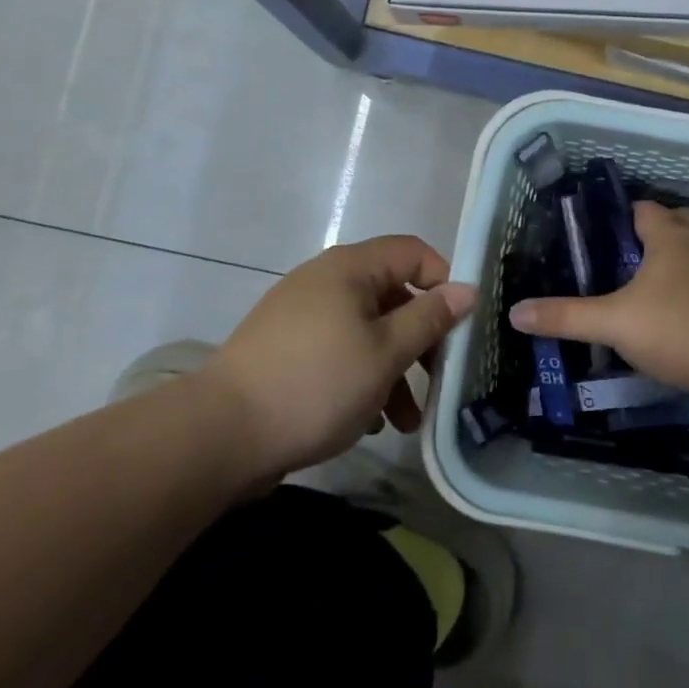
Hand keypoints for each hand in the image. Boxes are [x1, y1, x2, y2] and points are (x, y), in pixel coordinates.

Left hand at [202, 235, 474, 476]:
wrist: (221, 435)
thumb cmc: (316, 384)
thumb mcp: (385, 353)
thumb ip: (429, 319)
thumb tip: (467, 289)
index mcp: (350, 269)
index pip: (413, 252)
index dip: (444, 281)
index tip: (462, 325)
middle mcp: (326, 282)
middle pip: (393, 296)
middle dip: (422, 339)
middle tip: (440, 379)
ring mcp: (302, 316)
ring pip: (368, 331)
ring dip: (395, 370)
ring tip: (408, 421)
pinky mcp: (287, 350)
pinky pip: (340, 352)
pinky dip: (363, 379)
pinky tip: (372, 422)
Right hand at [508, 202, 688, 406]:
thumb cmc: (676, 328)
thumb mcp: (612, 322)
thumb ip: (565, 317)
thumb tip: (515, 313)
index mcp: (671, 236)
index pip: (645, 209)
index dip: (622, 217)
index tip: (598, 234)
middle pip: (677, 223)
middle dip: (653, 233)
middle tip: (622, 257)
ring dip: (674, 262)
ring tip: (642, 286)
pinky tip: (671, 315)